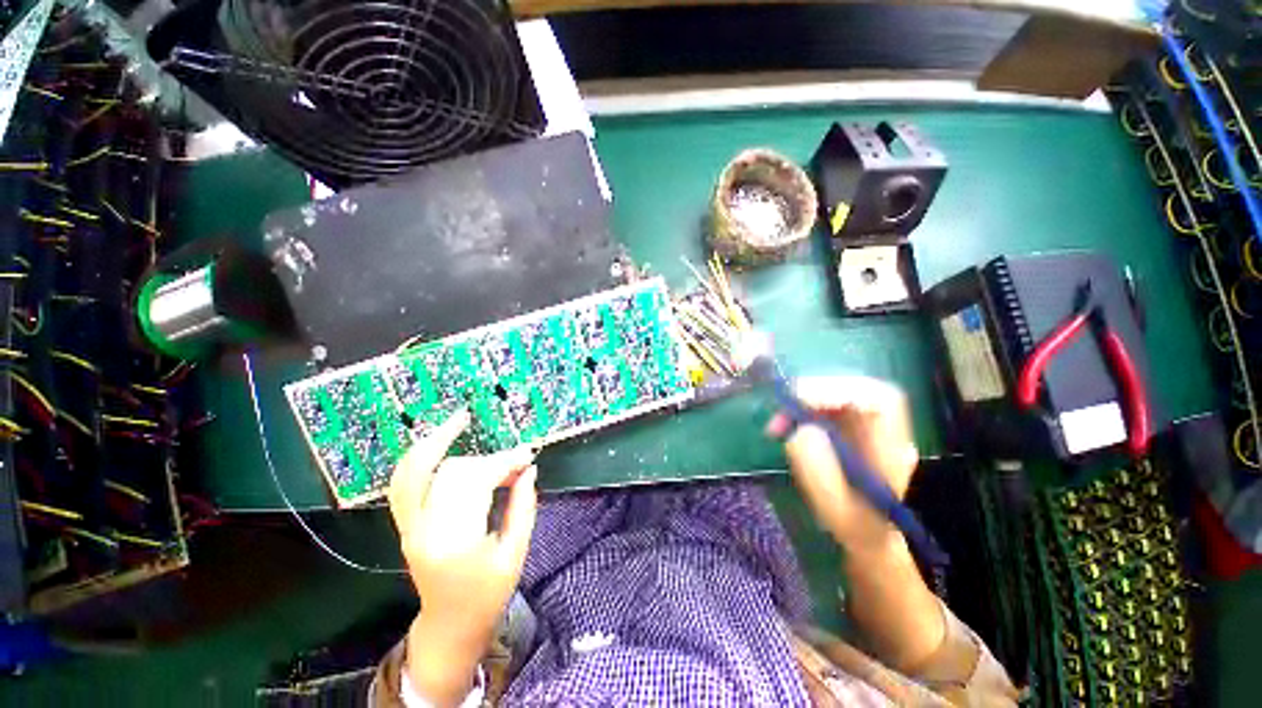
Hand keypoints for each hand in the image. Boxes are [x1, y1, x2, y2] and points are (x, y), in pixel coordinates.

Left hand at [387, 410, 537, 704]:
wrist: (450, 626)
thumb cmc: (488, 595)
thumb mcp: (515, 553)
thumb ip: (523, 505)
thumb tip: (529, 468)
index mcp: (456, 542)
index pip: (478, 483)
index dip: (505, 462)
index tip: (528, 455)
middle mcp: (425, 530)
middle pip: (453, 473)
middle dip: (488, 460)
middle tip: (516, 460)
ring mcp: (408, 527)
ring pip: (416, 471)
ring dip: (437, 442)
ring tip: (459, 419)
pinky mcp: (405, 525)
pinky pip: (402, 483)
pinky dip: (417, 457)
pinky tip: (435, 441)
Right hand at [767, 376, 917, 556]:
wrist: (868, 533)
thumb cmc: (855, 526)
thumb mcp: (834, 509)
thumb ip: (818, 473)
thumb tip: (800, 430)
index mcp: (892, 448)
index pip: (880, 399)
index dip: (840, 391)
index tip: (800, 401)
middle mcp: (884, 428)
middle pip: (854, 388)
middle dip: (813, 393)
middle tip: (781, 412)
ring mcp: (867, 423)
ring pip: (836, 391)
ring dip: (801, 401)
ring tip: (776, 425)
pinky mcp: (849, 422)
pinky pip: (824, 403)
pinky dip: (799, 409)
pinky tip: (784, 425)